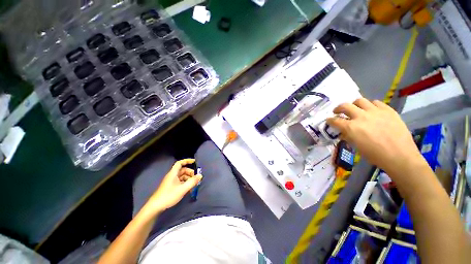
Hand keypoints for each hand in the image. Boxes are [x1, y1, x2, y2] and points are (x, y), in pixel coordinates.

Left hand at [144, 159, 201, 214]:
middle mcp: (172, 176)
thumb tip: (200, 175)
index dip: (187, 161)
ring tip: (194, 184)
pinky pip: (180, 182)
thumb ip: (192, 182)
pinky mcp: (171, 187)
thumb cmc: (169, 195)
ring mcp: (171, 182)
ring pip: (182, 176)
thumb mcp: (183, 189)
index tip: (195, 162)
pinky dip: (186, 183)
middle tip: (197, 178)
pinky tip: (189, 188)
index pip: (180, 163)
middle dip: (190, 172)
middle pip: (183, 170)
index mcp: (173, 173)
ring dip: (189, 178)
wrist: (155, 207)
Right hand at [327, 98, 424, 174]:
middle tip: (338, 111)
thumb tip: (343, 131)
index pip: (335, 120)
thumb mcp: (356, 147)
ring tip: (356, 109)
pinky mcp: (388, 111)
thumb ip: (348, 136)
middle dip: (338, 108)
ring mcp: (376, 112)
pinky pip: (376, 102)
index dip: (330, 120)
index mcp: (351, 127)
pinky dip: (370, 105)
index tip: (328, 120)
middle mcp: (361, 116)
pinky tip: (371, 111)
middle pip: (345, 106)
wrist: (400, 156)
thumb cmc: (375, 155)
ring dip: (354, 105)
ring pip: (360, 101)